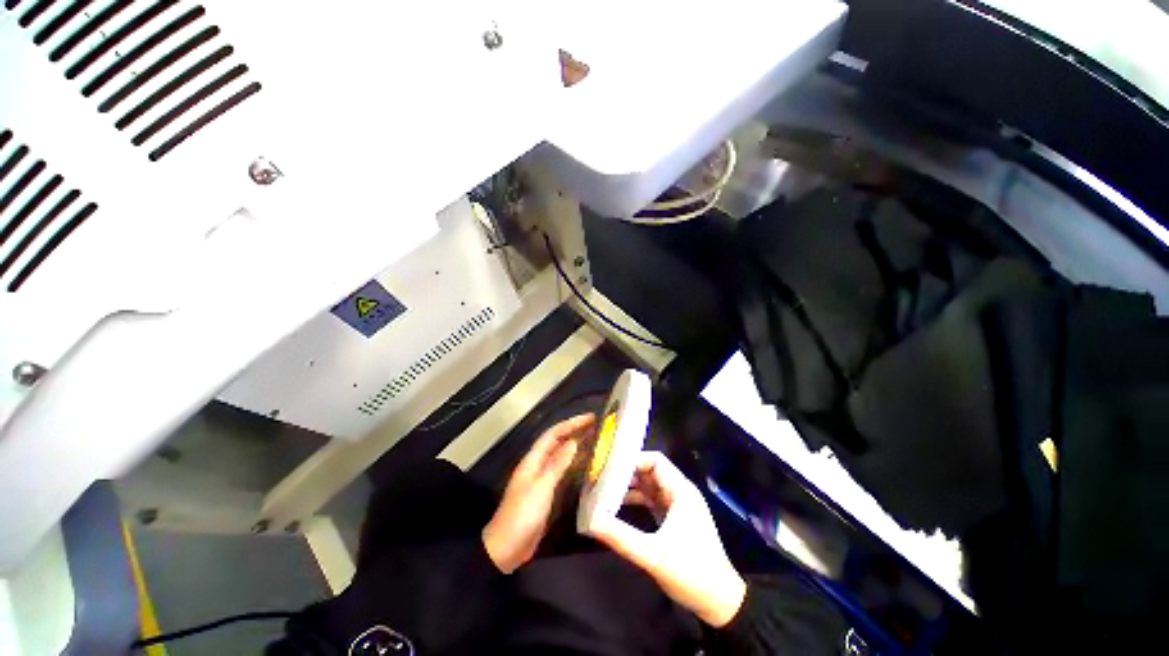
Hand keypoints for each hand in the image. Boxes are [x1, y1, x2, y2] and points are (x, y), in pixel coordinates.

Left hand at [482, 414, 593, 572]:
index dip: (571, 424)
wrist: (506, 549)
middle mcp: (538, 465)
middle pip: (558, 443)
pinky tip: (587, 466)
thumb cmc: (522, 514)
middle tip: (598, 426)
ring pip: (562, 456)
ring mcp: (542, 479)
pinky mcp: (547, 493)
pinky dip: (575, 465)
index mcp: (533, 460)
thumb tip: (573, 442)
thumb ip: (557, 464)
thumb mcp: (541, 487)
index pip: (553, 434)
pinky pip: (564, 472)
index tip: (590, 418)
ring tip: (596, 440)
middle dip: (575, 432)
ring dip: (577, 446)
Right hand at [588, 452, 746, 627]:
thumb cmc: (692, 573)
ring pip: (650, 485)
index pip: (655, 461)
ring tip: (604, 488)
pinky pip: (652, 499)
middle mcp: (680, 492)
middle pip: (650, 470)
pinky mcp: (674, 518)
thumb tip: (590, 521)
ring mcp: (677, 505)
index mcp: (681, 491)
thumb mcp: (653, 555)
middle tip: (601, 475)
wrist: (721, 602)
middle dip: (627, 472)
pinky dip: (636, 499)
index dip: (633, 459)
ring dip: (629, 486)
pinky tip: (617, 505)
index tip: (609, 465)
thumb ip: (621, 537)